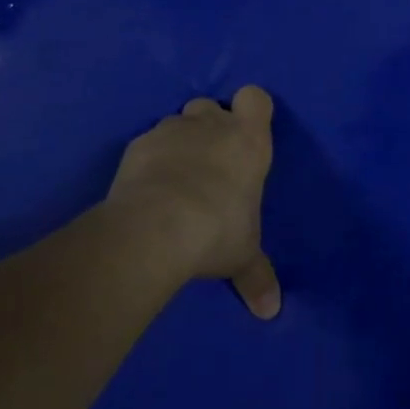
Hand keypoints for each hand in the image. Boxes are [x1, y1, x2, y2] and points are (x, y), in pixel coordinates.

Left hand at [104, 86, 280, 318]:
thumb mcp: (243, 255)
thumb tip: (272, 310)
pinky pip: (147, 144)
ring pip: (177, 123)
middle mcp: (212, 124)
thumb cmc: (216, 230)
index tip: (245, 133)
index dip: (251, 110)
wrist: (156, 228)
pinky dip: (148, 160)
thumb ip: (257, 275)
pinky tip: (146, 189)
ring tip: (173, 180)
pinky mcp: (137, 145)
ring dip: (178, 143)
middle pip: (211, 106)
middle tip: (208, 164)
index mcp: (249, 139)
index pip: (256, 98)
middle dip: (208, 127)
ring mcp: (172, 130)